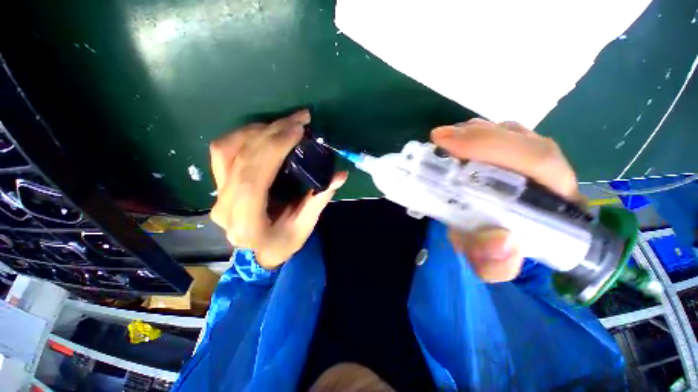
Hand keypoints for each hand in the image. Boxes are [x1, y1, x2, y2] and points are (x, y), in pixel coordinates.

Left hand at [210, 110, 347, 268]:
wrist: (258, 253)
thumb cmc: (283, 243)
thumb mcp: (305, 227)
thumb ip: (319, 199)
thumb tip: (340, 175)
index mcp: (247, 223)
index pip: (254, 178)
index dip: (274, 149)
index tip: (297, 130)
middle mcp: (225, 207)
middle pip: (242, 159)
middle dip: (272, 133)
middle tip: (298, 119)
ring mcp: (217, 194)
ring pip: (228, 150)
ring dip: (258, 131)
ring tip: (285, 124)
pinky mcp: (219, 184)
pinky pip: (224, 151)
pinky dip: (244, 135)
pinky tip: (265, 131)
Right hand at [430, 119, 579, 281]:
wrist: (511, 243)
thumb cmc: (505, 253)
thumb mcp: (495, 267)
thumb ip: (495, 264)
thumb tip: (499, 238)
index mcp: (556, 202)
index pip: (537, 160)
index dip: (493, 146)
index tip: (448, 145)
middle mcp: (551, 175)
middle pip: (522, 139)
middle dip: (477, 136)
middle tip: (439, 138)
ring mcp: (535, 162)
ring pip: (511, 134)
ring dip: (475, 133)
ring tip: (446, 138)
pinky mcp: (519, 159)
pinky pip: (502, 137)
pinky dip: (476, 134)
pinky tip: (457, 141)